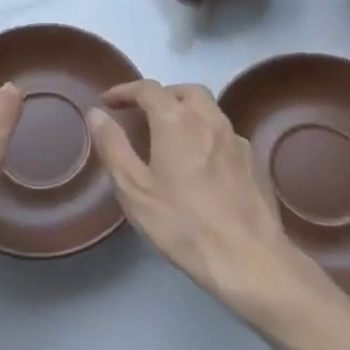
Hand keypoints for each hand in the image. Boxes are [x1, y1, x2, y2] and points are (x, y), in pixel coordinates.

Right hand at [88, 81, 331, 324]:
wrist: (250, 259)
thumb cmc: (183, 224)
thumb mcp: (135, 189)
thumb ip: (113, 146)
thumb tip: (96, 114)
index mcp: (177, 121)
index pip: (148, 89)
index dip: (125, 91)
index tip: (108, 102)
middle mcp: (209, 119)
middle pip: (184, 91)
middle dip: (161, 95)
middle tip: (143, 113)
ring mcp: (236, 139)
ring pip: (209, 109)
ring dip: (186, 111)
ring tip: (170, 136)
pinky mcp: (253, 161)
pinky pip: (225, 134)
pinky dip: (206, 134)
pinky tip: (201, 162)